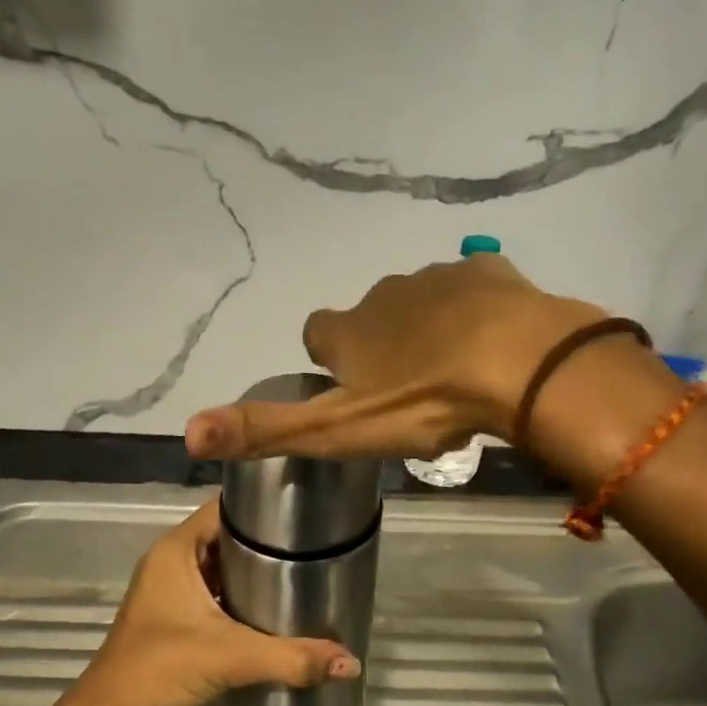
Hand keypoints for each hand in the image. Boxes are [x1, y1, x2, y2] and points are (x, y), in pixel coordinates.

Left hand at [75, 498, 360, 705]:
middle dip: (265, 541)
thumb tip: (350, 662)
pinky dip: (239, 596)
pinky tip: (271, 609)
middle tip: (314, 546)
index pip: (225, 508)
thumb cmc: (160, 668)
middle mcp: (171, 560)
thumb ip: (291, 658)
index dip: (262, 507)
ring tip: (301, 573)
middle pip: (225, 536)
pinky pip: (213, 592)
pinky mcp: (172, 617)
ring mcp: (169, 590)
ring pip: (220, 566)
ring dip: (253, 571)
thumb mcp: (230, 657)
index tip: (304, 514)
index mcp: (177, 549)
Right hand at [184, 253, 612, 460]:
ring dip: (429, 330)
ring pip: (421, 303)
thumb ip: (264, 430)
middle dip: (382, 346)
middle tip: (410, 391)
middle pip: (371, 318)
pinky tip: (494, 342)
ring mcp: (438, 278)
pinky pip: (472, 289)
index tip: (350, 388)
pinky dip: (475, 312)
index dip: (329, 358)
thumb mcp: (336, 430)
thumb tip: (187, 431)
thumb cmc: (422, 401)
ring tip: (456, 373)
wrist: (518, 363)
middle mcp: (384, 294)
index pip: (317, 333)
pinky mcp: (489, 274)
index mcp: (348, 331)